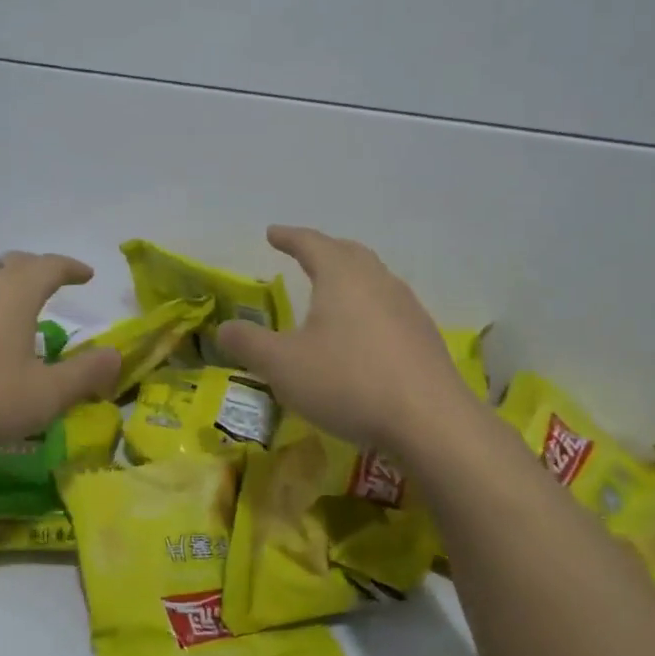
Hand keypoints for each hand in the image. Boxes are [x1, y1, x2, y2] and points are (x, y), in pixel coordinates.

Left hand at [0, 252, 120, 462]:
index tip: (87, 274)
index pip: (50, 265)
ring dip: (3, 292)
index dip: (71, 268)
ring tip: (13, 315)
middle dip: (37, 272)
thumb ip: (85, 375)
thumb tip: (115, 355)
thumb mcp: (44, 396)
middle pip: (13, 265)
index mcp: (14, 294)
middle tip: (52, 285)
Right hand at [216, 226, 470, 453]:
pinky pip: (390, 306)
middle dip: (324, 250)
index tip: (272, 233)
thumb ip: (249, 344)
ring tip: (334, 289)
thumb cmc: (348, 382)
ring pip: (374, 278)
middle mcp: (377, 282)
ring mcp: (407, 308)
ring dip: (350, 276)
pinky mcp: (423, 337)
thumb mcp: (283, 366)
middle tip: (305, 253)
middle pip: (348, 253)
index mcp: (342, 277)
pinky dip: (369, 305)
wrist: (430, 422)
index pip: (311, 243)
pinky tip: (364, 331)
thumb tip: (224, 328)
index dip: (289, 237)